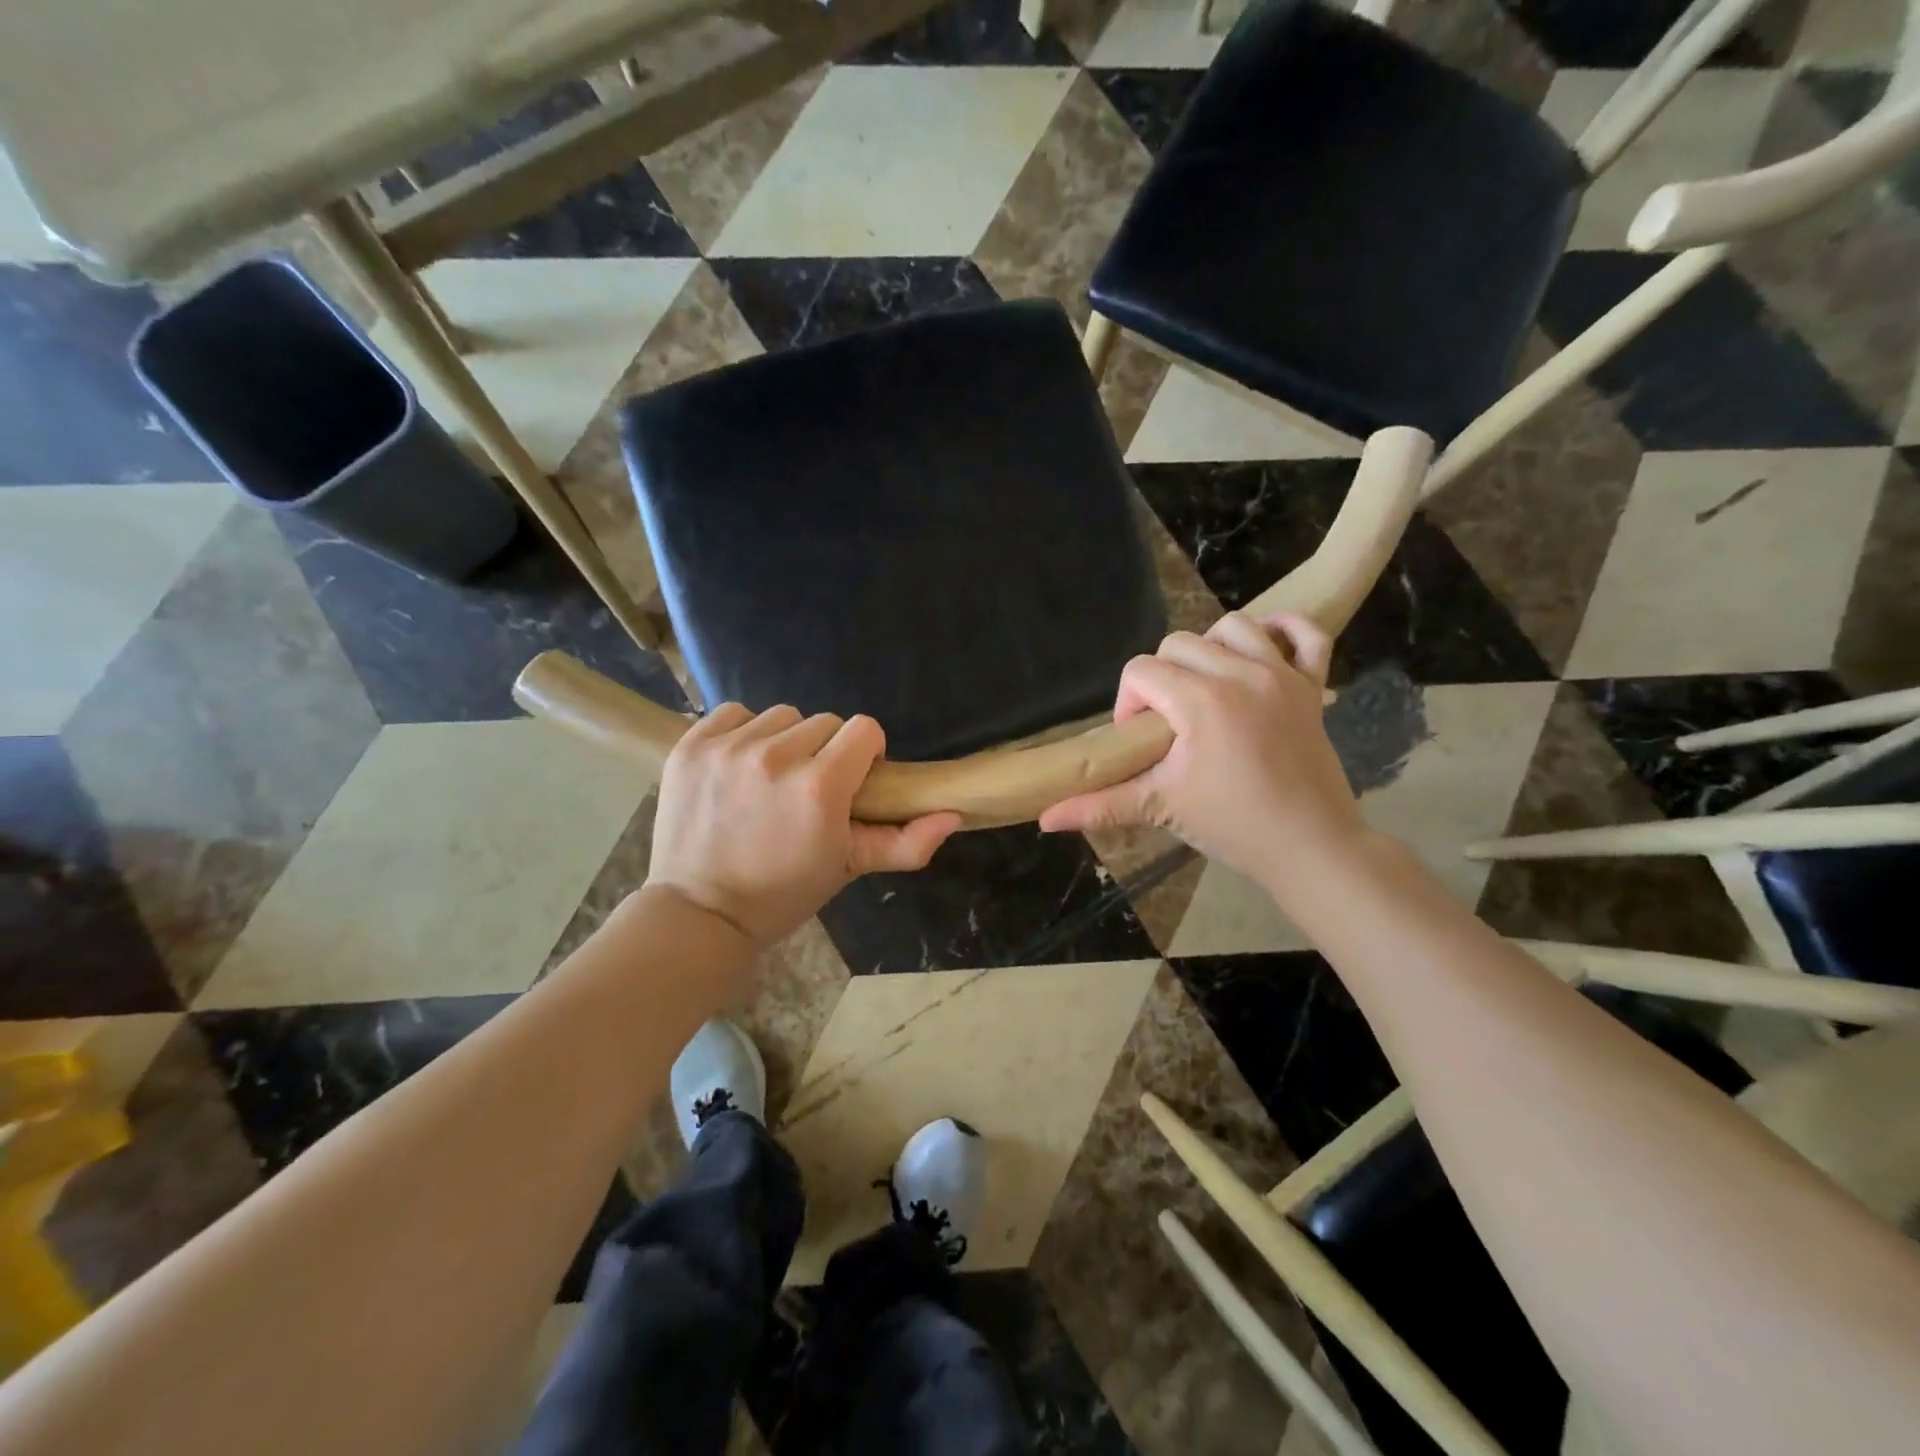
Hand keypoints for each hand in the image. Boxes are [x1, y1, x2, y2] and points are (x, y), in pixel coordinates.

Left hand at [649, 705, 960, 947]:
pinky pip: (734, 713)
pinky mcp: (692, 745)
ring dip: (785, 741)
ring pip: (781, 716)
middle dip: (826, 751)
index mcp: (820, 786)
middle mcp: (776, 756)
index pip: (864, 729)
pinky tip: (738, 767)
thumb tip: (953, 814)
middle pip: (825, 722)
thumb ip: (905, 842)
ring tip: (771, 780)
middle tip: (808, 790)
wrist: (699, 913)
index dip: (866, 754)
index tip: (852, 782)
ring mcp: (728, 748)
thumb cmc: (782, 894)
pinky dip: (743, 734)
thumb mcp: (849, 869)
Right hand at [1039, 613, 1364, 887]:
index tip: (1139, 741)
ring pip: (1233, 626)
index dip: (1128, 703)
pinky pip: (1306, 634)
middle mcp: (1241, 673)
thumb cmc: (1232, 826)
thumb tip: (1045, 818)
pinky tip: (1263, 652)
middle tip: (1168, 723)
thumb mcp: (1161, 808)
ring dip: (1210, 650)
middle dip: (1161, 678)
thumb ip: (1100, 805)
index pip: (1141, 671)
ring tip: (1206, 689)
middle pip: (1178, 644)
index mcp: (1200, 700)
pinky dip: (1284, 631)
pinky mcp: (1313, 685)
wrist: (1311, 848)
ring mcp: (1282, 674)